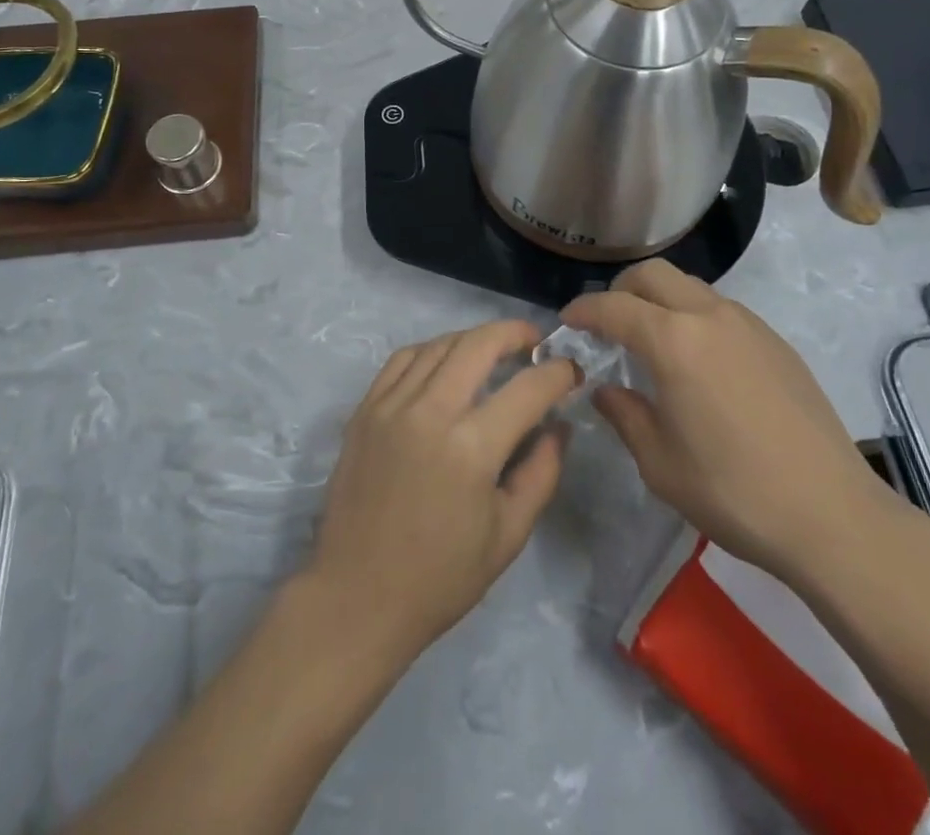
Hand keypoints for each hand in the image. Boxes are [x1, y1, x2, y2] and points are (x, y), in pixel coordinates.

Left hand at [305, 321, 579, 665]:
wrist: (357, 596)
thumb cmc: (440, 577)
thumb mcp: (508, 534)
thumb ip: (541, 471)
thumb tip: (558, 425)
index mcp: (471, 449)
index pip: (528, 389)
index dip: (559, 374)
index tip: (572, 372)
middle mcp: (430, 412)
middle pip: (479, 344)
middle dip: (515, 333)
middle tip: (535, 342)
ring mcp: (391, 405)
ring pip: (440, 344)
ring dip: (474, 338)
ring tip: (494, 350)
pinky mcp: (365, 409)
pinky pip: (403, 359)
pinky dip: (432, 350)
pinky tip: (445, 362)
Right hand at [564, 261, 910, 591]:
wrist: (831, 514)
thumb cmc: (733, 491)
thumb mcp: (660, 462)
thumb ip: (625, 415)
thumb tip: (605, 390)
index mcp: (673, 341)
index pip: (614, 306)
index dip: (583, 310)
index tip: (567, 323)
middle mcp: (709, 316)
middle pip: (653, 274)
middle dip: (620, 290)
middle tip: (607, 324)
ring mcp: (748, 324)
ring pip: (690, 286)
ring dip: (660, 300)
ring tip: (652, 342)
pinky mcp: (776, 342)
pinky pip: (721, 309)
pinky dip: (694, 316)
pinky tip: (698, 362)